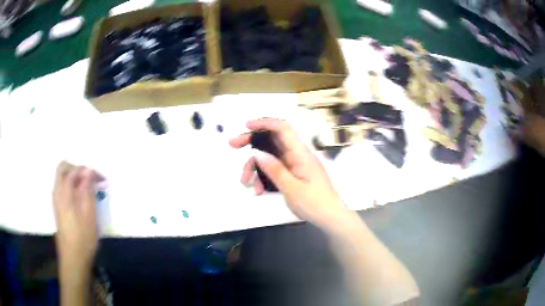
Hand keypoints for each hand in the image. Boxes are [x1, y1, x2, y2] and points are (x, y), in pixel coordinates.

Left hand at [53, 162, 102, 277]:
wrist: (73, 259)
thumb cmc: (83, 239)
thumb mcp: (89, 215)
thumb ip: (87, 191)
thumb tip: (89, 172)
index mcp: (64, 193)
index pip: (75, 171)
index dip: (89, 171)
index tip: (102, 179)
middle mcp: (57, 192)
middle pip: (63, 168)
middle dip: (78, 169)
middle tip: (91, 179)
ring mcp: (56, 200)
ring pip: (62, 177)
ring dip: (75, 177)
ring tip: (88, 189)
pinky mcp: (58, 207)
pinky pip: (62, 187)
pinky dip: (71, 185)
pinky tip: (81, 197)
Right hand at [229, 118, 346, 228]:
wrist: (330, 217)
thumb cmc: (314, 203)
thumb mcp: (292, 188)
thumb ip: (274, 170)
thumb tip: (257, 153)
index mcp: (300, 153)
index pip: (282, 128)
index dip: (264, 123)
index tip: (246, 126)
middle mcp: (297, 155)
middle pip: (271, 140)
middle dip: (251, 142)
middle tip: (233, 145)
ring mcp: (294, 165)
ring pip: (269, 157)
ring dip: (255, 167)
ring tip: (246, 183)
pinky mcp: (292, 174)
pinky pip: (274, 170)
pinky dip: (264, 177)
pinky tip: (259, 190)